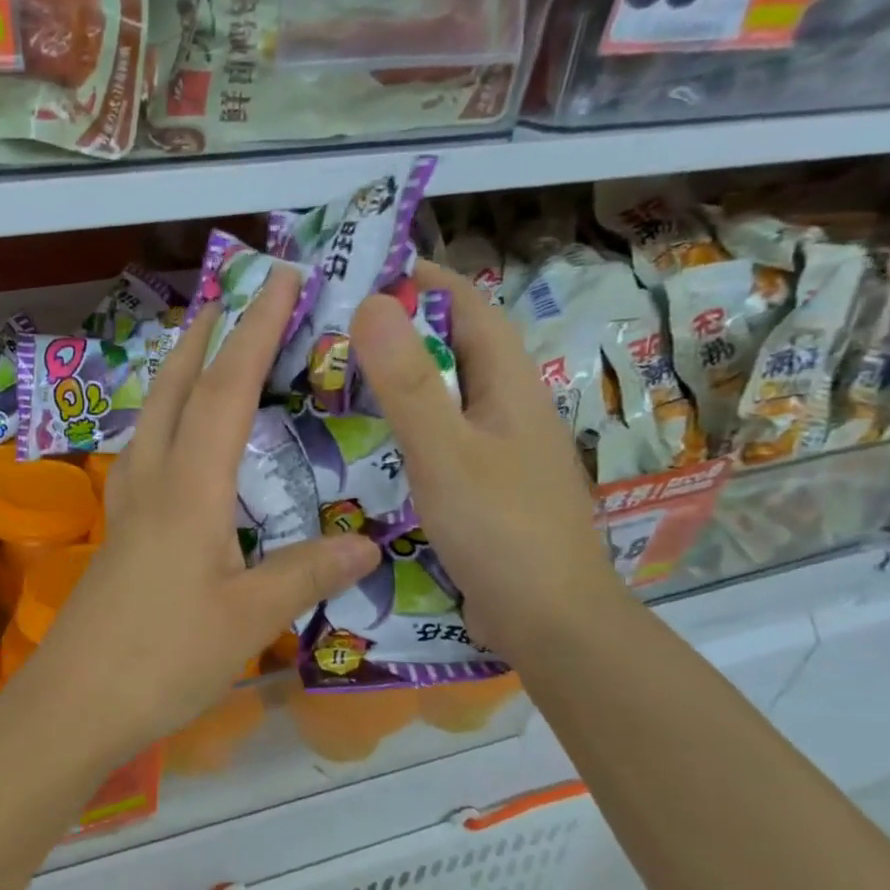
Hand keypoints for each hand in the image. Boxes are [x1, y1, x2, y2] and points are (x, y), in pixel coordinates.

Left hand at [30, 266, 378, 754]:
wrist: (76, 704)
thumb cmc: (162, 658)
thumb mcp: (247, 617)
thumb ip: (305, 574)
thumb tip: (365, 544)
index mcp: (189, 488)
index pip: (228, 390)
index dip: (256, 330)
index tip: (281, 280)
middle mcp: (152, 483)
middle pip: (176, 390)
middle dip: (204, 338)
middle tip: (229, 298)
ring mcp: (127, 509)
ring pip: (151, 420)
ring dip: (179, 377)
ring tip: (202, 356)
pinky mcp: (118, 537)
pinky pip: (144, 458)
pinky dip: (166, 427)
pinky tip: (177, 447)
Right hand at [349, 260, 625, 659]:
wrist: (549, 621)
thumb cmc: (499, 529)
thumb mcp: (444, 451)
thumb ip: (407, 382)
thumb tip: (373, 302)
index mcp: (511, 389)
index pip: (472, 311)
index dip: (429, 282)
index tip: (373, 269)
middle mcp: (510, 413)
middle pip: (459, 353)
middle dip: (406, 332)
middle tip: (339, 331)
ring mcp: (501, 456)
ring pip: (449, 401)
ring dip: (404, 383)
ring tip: (344, 381)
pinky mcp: (487, 494)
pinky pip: (442, 444)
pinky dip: (407, 432)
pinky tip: (372, 449)